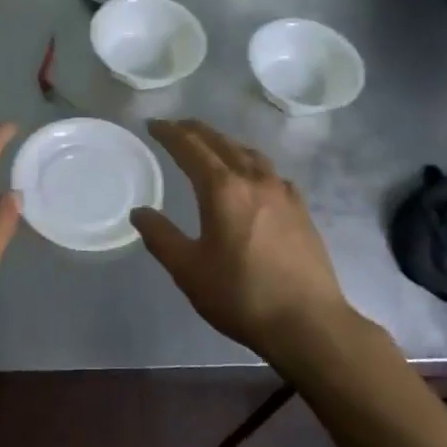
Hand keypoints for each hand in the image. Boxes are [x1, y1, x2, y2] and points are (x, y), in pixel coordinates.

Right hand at [132, 119, 353, 357]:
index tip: (153, 125)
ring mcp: (283, 193)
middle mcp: (254, 180)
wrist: (307, 322)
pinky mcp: (301, 210)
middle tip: (177, 127)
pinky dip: (252, 164)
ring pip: (250, 154)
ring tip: (212, 145)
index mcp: (223, 190)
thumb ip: (161, 237)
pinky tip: (253, 178)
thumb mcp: (188, 270)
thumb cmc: (240, 295)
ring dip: (226, 143)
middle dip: (196, 131)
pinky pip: (272, 173)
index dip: (170, 133)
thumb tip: (139, 213)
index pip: (191, 148)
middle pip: (222, 143)